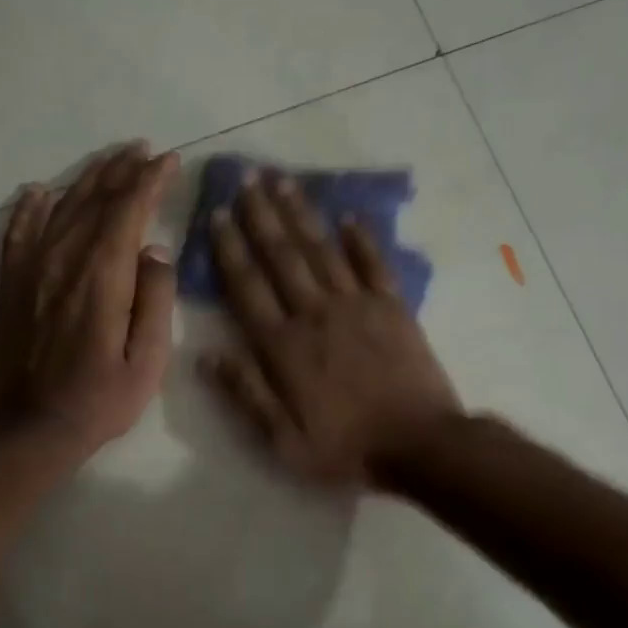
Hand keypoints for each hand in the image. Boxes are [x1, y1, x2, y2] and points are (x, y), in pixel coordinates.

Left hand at [0, 142, 179, 460]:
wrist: (31, 428)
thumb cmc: (99, 400)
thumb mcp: (148, 361)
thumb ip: (156, 299)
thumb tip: (155, 249)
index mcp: (103, 276)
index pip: (129, 210)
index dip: (150, 180)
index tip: (168, 160)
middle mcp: (64, 260)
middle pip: (95, 200)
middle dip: (122, 170)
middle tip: (143, 150)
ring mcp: (32, 269)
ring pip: (60, 208)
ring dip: (86, 179)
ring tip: (108, 160)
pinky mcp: (11, 285)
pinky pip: (18, 233)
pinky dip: (29, 208)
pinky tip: (38, 192)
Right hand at [200, 170, 461, 486]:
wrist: (420, 445)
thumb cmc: (346, 448)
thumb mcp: (283, 441)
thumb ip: (246, 395)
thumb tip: (206, 356)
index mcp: (284, 346)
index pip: (248, 287)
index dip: (230, 249)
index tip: (218, 215)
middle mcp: (315, 314)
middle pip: (282, 256)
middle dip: (261, 216)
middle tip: (246, 179)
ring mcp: (357, 306)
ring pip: (322, 250)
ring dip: (301, 214)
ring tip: (283, 182)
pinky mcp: (393, 307)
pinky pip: (374, 263)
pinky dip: (361, 238)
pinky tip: (348, 215)